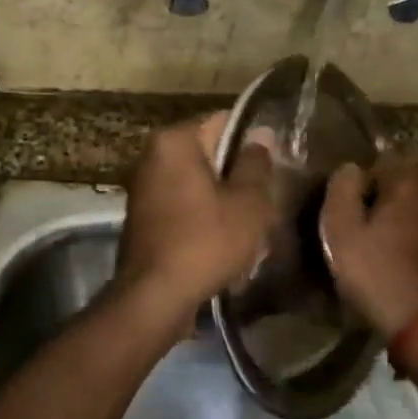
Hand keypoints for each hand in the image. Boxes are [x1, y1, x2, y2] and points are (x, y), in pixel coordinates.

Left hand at [116, 113, 276, 325]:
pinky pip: (182, 204)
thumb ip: (256, 163)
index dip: (253, 141)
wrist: (154, 297)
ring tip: (249, 224)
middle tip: (266, 198)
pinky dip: (202, 216)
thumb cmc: (205, 241)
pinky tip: (223, 240)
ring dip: (222, 198)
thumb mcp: (247, 202)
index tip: (274, 164)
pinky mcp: (142, 216)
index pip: (223, 121)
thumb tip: (261, 133)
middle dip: (236, 173)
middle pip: (208, 153)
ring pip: (197, 182)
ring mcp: (143, 187)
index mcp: (174, 140)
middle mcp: (152, 155)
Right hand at [320, 151, 417, 342]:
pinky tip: (395, 262)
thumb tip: (351, 167)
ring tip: (373, 244)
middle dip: (380, 197)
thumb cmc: (378, 274)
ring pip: (415, 209)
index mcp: (408, 184)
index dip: (361, 177)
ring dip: (396, 220)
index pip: (383, 158)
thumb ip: (342, 189)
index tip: (345, 202)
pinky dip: (410, 240)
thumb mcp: (342, 231)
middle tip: (356, 223)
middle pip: (402, 184)